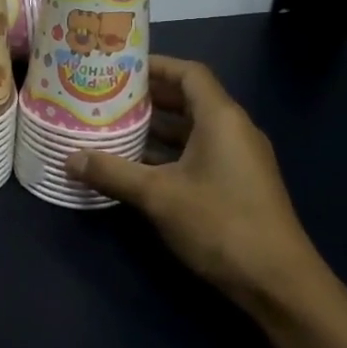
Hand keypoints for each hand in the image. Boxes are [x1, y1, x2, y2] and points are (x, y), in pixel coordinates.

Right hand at [65, 56, 346, 324]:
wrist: (277, 282)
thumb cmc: (219, 224)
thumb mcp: (158, 196)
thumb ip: (113, 173)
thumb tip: (69, 158)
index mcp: (221, 118)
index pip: (188, 73)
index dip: (155, 66)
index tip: (118, 68)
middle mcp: (234, 130)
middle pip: (189, 99)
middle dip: (149, 98)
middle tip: (107, 97)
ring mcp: (238, 159)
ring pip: (192, 130)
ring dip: (156, 128)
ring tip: (114, 127)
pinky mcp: (237, 184)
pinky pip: (198, 153)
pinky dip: (169, 153)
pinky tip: (137, 166)